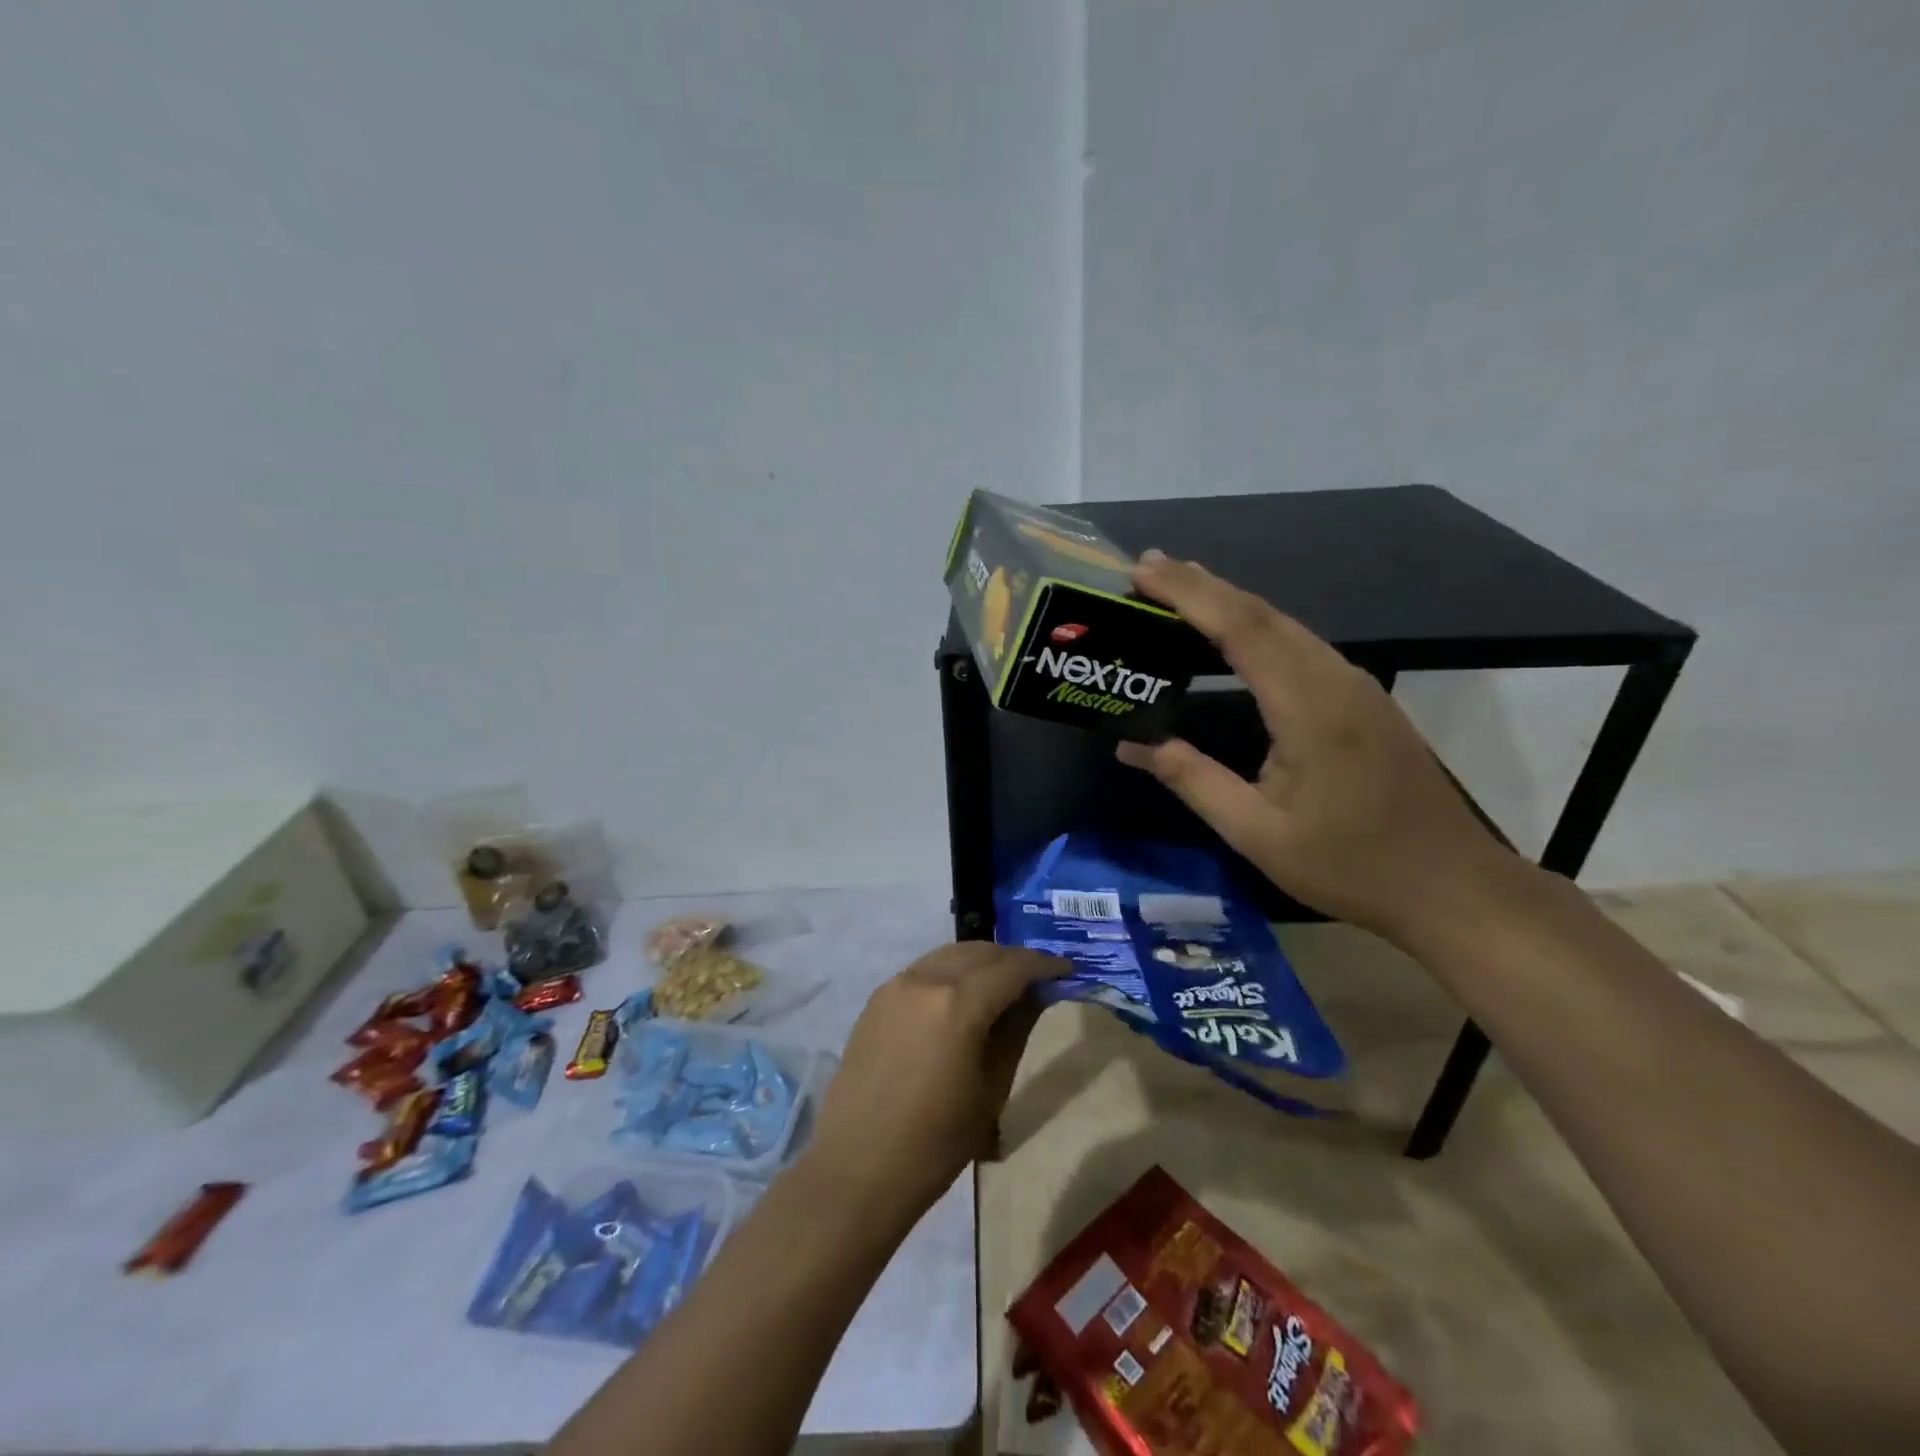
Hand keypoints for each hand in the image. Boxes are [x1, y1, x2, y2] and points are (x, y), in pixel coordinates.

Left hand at [806, 942, 1061, 1219]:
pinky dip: (950, 972)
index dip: (1043, 964)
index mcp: (958, 1003)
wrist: (858, 1169)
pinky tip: (961, 997)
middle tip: (1038, 977)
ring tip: (1003, 983)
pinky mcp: (876, 1000)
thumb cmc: (936, 1142)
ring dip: (980, 961)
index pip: (1011, 967)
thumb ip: (1015, 1031)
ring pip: (948, 955)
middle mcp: (925, 980)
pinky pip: (923, 971)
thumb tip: (1035, 996)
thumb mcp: (991, 1089)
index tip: (1067, 969)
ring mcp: (895, 986)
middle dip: (1012, 959)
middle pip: (979, 952)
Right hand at [1115, 551, 1510, 943]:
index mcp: (1309, 707)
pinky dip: (1257, 626)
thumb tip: (1131, 745)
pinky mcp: (1364, 699)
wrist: (1451, 885)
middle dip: (1203, 585)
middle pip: (1263, 613)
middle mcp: (1336, 680)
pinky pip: (1301, 645)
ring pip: (1285, 624)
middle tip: (1148, 567)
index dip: (1189, 594)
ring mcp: (1357, 686)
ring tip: (1180, 589)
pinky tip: (1235, 633)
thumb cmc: (1349, 865)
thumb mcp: (1256, 833)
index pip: (1240, 628)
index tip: (1141, 571)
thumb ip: (1192, 780)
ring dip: (1230, 601)